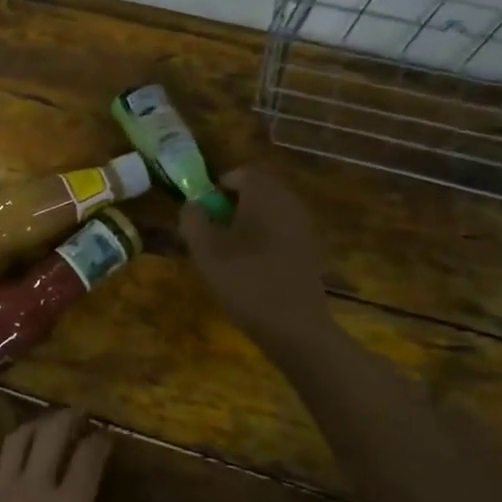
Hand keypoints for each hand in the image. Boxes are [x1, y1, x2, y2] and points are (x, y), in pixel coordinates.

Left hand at [0, 408, 111, 501]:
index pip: (89, 456)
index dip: (100, 441)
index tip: (105, 437)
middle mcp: (33, 488)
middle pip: (51, 433)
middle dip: (68, 417)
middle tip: (77, 414)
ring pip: (14, 441)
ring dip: (32, 429)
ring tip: (41, 429)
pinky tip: (2, 465)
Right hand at [181, 165, 332, 349]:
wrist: (295, 327)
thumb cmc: (245, 282)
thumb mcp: (205, 251)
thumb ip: (192, 220)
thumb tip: (192, 205)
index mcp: (264, 195)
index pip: (241, 173)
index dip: (217, 187)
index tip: (201, 211)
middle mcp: (289, 202)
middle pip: (257, 191)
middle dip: (231, 205)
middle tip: (211, 231)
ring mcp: (303, 227)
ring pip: (269, 212)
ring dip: (247, 223)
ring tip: (227, 252)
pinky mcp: (310, 250)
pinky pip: (280, 231)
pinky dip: (263, 240)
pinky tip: (250, 267)